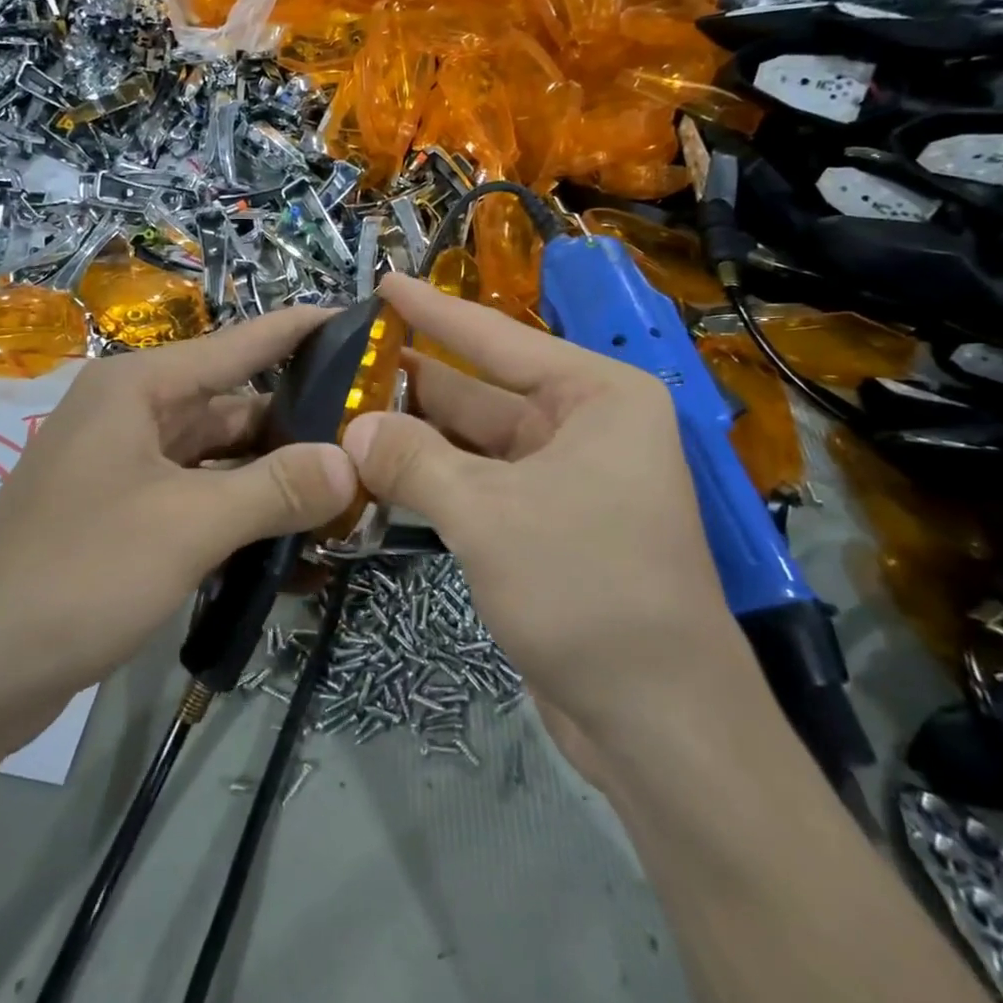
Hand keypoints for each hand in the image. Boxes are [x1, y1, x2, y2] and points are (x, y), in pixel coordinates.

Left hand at [0, 308, 355, 757]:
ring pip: (223, 457)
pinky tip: (295, 541)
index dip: (303, 330)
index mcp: (140, 388)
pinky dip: (245, 513)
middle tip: (375, 440)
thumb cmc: (76, 575)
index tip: (366, 323)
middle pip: (236, 405)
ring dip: (277, 476)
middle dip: (302, 424)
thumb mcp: (188, 525)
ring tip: (351, 492)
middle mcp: (134, 416)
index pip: (240, 343)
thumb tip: (353, 462)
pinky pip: (203, 498)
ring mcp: (130, 468)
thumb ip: (276, 488)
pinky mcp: (129, 517)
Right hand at [342, 275, 759, 748]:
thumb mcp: (489, 514)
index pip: (497, 338)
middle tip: (343, 358)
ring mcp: (568, 479)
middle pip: (483, 390)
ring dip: (416, 435)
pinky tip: (380, 471)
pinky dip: (434, 480)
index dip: (434, 310)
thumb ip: (414, 461)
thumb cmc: (587, 589)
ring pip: (477, 442)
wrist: (659, 721)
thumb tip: (352, 428)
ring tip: (344, 411)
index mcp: (596, 396)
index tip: (384, 281)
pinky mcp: (548, 528)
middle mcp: (586, 426)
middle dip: (414, 379)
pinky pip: (480, 485)